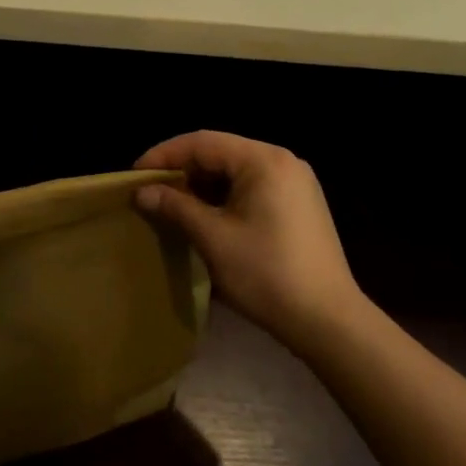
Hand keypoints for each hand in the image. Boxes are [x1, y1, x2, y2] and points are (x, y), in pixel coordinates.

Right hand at [135, 131, 363, 352]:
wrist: (329, 322)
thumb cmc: (267, 275)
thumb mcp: (213, 239)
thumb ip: (175, 207)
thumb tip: (142, 192)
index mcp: (263, 160)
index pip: (202, 142)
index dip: (164, 155)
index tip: (135, 175)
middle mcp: (282, 161)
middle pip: (220, 152)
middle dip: (183, 170)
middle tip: (151, 191)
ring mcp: (296, 182)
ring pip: (236, 170)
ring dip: (203, 184)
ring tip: (173, 205)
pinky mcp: (300, 204)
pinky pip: (253, 186)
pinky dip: (225, 196)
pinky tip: (207, 217)